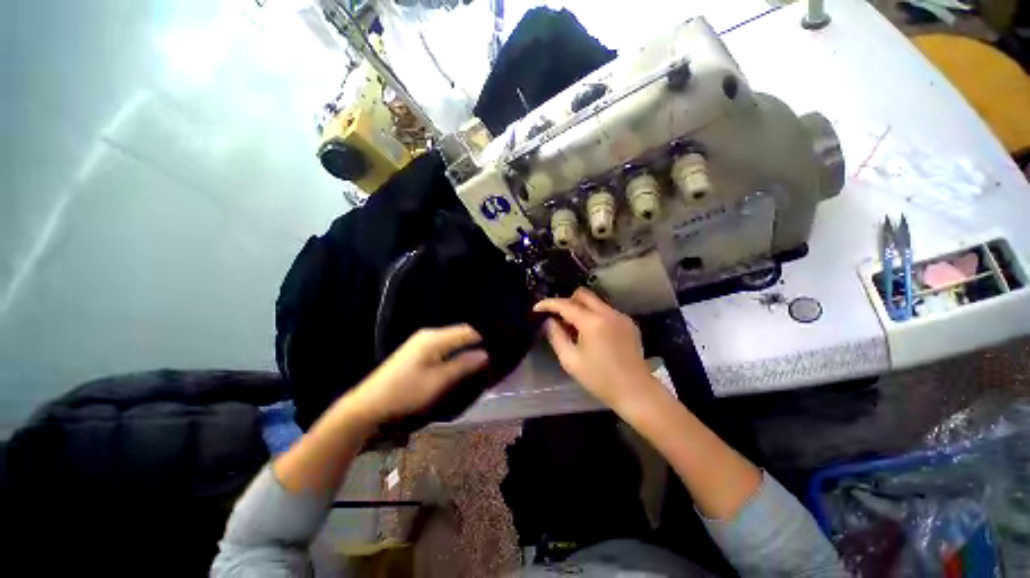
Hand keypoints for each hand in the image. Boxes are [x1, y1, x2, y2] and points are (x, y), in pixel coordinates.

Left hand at [347, 325, 487, 423]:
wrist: (368, 405)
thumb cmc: (405, 393)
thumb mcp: (439, 381)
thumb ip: (464, 365)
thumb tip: (487, 354)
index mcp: (434, 338)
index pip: (467, 330)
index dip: (485, 336)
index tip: (502, 344)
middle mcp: (429, 334)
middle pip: (460, 333)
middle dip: (478, 342)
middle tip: (495, 353)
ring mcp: (421, 342)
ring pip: (453, 340)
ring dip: (467, 347)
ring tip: (483, 357)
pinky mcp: (417, 351)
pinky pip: (444, 346)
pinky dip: (456, 352)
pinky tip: (463, 360)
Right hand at [534, 288, 656, 411]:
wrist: (636, 391)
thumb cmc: (599, 379)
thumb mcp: (570, 361)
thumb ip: (556, 337)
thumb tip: (550, 321)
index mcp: (592, 322)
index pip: (565, 304)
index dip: (548, 304)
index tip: (536, 308)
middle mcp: (608, 312)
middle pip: (583, 294)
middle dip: (567, 301)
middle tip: (559, 317)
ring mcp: (621, 316)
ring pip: (595, 301)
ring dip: (581, 308)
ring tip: (575, 328)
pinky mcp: (629, 323)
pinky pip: (606, 310)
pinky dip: (594, 315)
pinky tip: (593, 334)